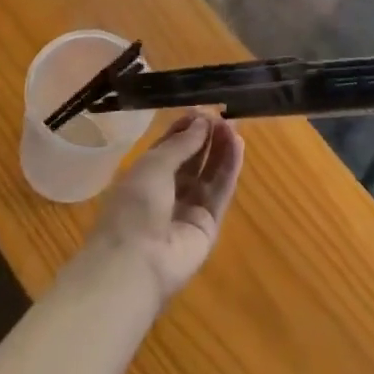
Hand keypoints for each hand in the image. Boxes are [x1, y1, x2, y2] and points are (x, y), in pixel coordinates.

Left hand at [82, 113, 244, 305]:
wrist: (136, 262)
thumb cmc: (135, 205)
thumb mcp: (154, 165)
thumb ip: (181, 143)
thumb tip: (203, 121)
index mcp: (145, 176)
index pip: (170, 147)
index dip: (186, 128)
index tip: (203, 110)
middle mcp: (167, 192)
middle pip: (192, 160)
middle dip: (206, 137)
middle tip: (223, 116)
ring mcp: (188, 210)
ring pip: (209, 174)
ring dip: (221, 150)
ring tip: (234, 126)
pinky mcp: (208, 226)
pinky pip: (220, 192)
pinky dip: (229, 169)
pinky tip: (238, 145)